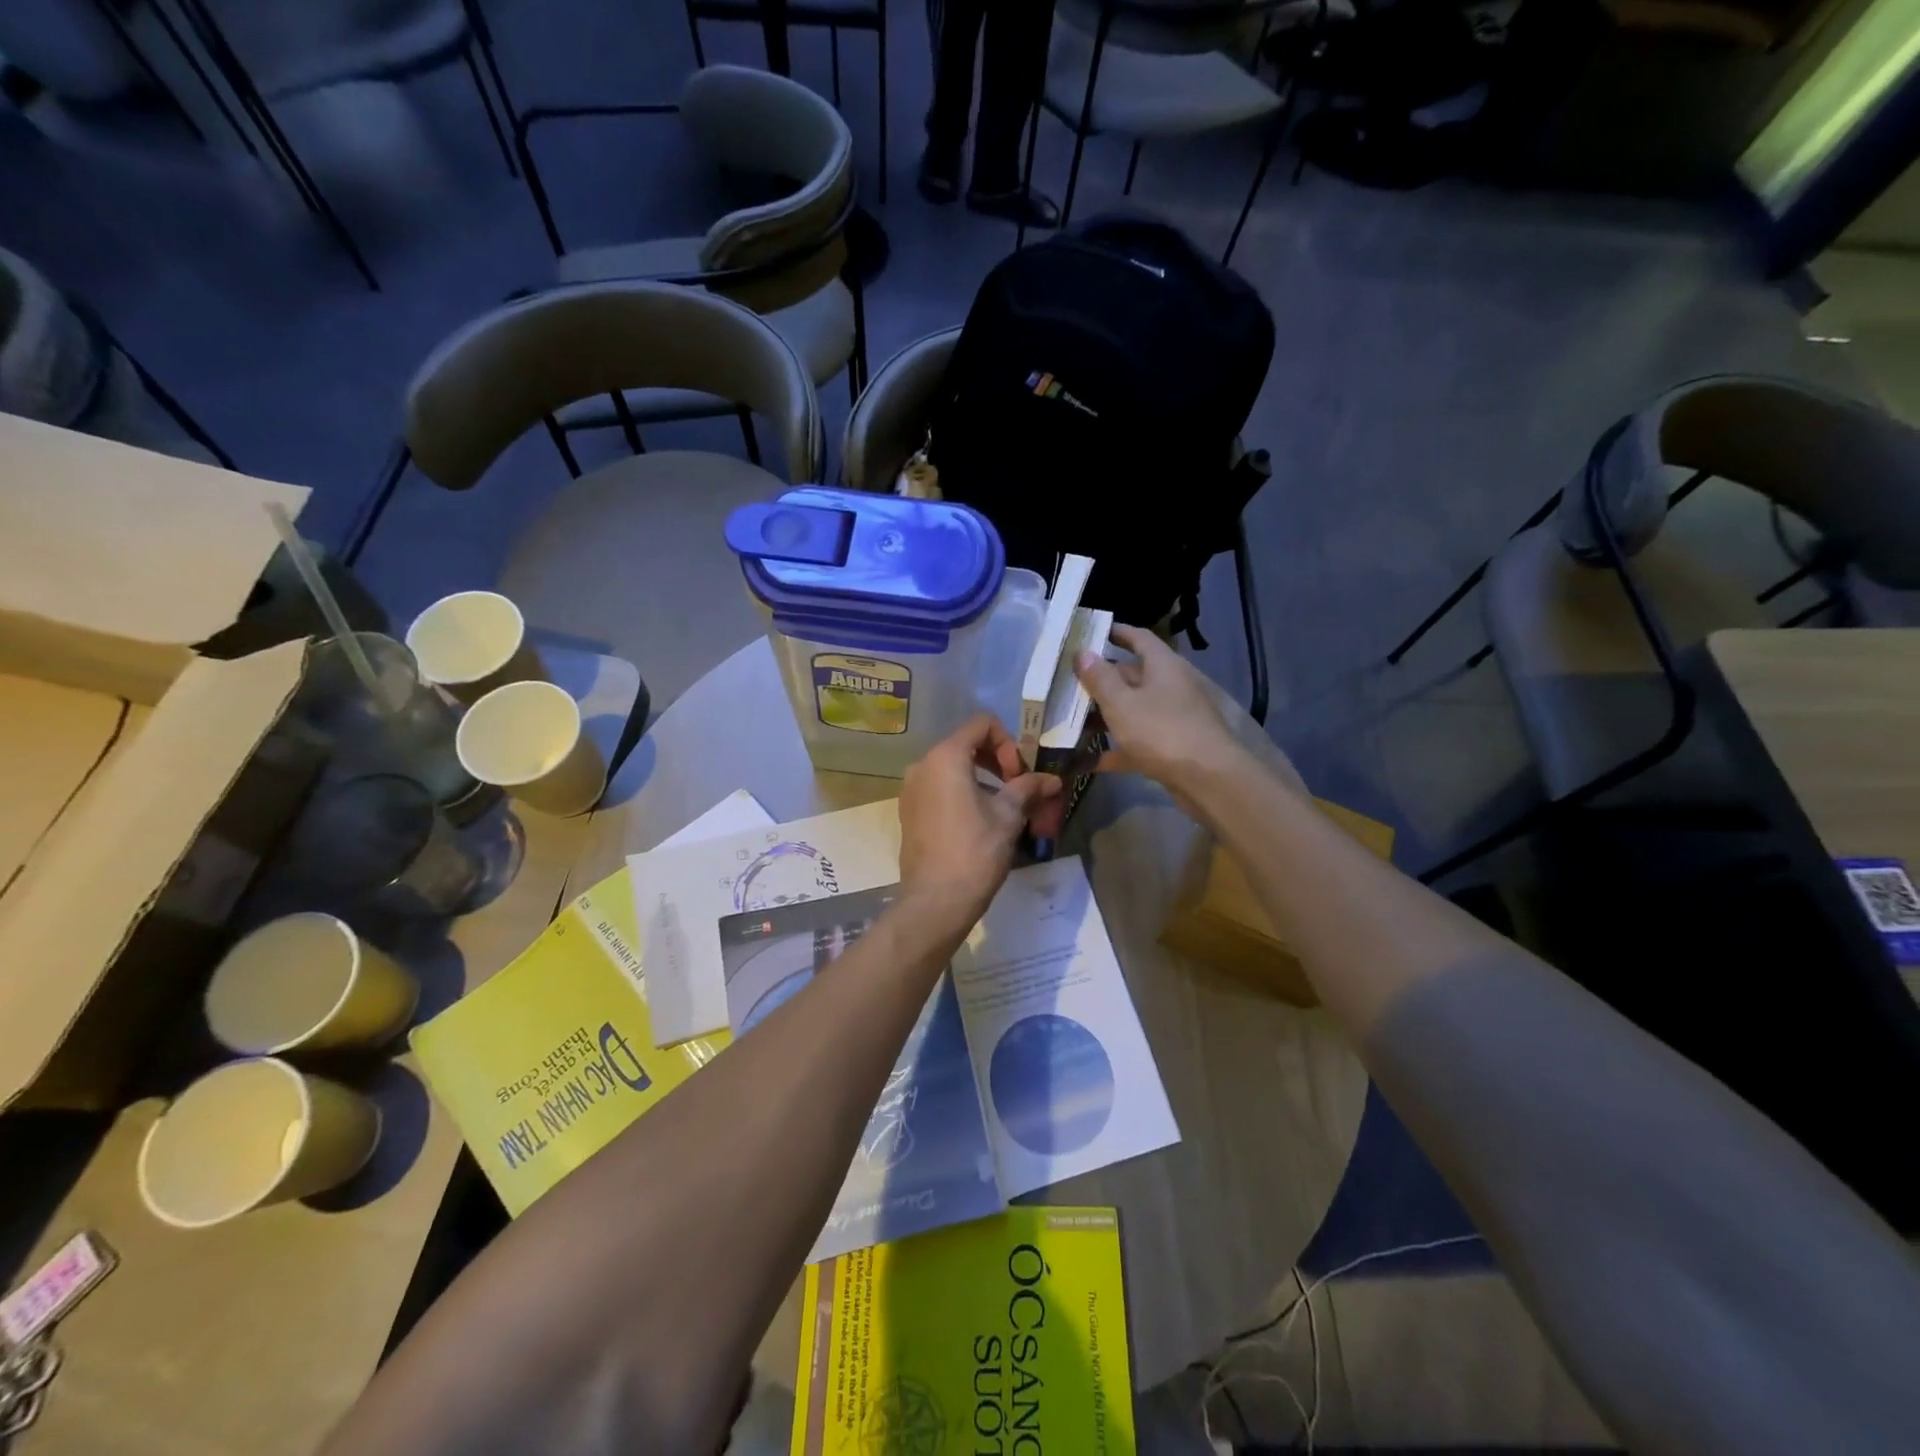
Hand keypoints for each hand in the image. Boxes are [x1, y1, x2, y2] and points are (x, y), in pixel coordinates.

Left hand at [898, 714, 1061, 925]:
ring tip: (1003, 808)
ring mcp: (911, 789)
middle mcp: (922, 765)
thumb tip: (1052, 780)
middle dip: (997, 761)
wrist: (936, 901)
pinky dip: (962, 794)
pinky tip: (980, 822)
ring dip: (982, 779)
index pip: (981, 724)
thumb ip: (1028, 788)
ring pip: (952, 769)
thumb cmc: (975, 851)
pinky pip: (939, 789)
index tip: (1019, 775)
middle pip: (965, 745)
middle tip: (1018, 789)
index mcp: (945, 757)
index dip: (1008, 743)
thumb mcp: (1008, 815)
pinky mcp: (909, 812)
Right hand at [1074, 624, 1249, 796]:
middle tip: (1067, 683)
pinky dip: (1114, 749)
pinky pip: (1136, 742)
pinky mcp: (1171, 748)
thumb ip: (1100, 678)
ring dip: (1104, 715)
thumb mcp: (1122, 703)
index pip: (1139, 638)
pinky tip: (1086, 760)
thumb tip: (1084, 652)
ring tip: (1070, 720)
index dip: (1116, 632)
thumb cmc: (1162, 731)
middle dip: (1101, 680)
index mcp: (1163, 666)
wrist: (1208, 780)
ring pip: (1133, 710)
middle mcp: (1170, 687)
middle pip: (1132, 676)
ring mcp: (1173, 718)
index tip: (1091, 632)